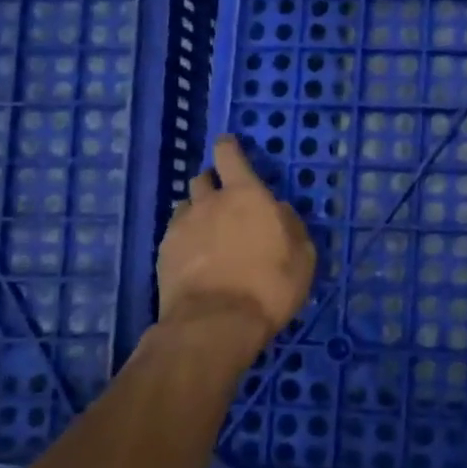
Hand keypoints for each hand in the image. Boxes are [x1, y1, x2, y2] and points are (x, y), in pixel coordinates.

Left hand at [157, 137, 315, 346]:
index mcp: (246, 195)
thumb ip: (291, 226)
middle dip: (213, 182)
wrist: (216, 322)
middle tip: (225, 199)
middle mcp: (210, 202)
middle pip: (203, 179)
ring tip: (208, 231)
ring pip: (186, 205)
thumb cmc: (270, 285)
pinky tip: (195, 258)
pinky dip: (185, 238)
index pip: (230, 156)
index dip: (229, 147)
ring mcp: (182, 227)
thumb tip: (279, 210)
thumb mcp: (302, 256)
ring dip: (197, 210)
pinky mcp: (164, 253)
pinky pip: (175, 234)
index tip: (229, 145)